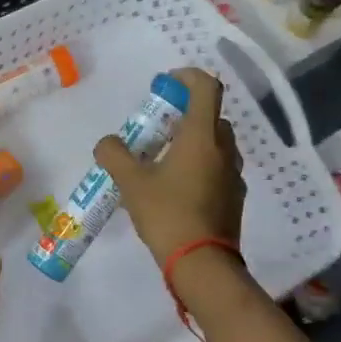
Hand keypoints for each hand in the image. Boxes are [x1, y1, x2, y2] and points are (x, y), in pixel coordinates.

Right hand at [93, 68, 245, 266]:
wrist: (202, 264)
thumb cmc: (168, 214)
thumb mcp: (131, 183)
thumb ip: (115, 155)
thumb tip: (107, 143)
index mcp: (202, 137)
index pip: (206, 88)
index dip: (187, 77)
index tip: (165, 85)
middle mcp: (224, 150)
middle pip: (211, 117)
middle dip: (186, 114)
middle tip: (158, 129)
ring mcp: (233, 175)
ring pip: (215, 145)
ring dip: (193, 142)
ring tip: (164, 160)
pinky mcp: (234, 198)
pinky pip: (217, 169)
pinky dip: (200, 167)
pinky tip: (177, 189)